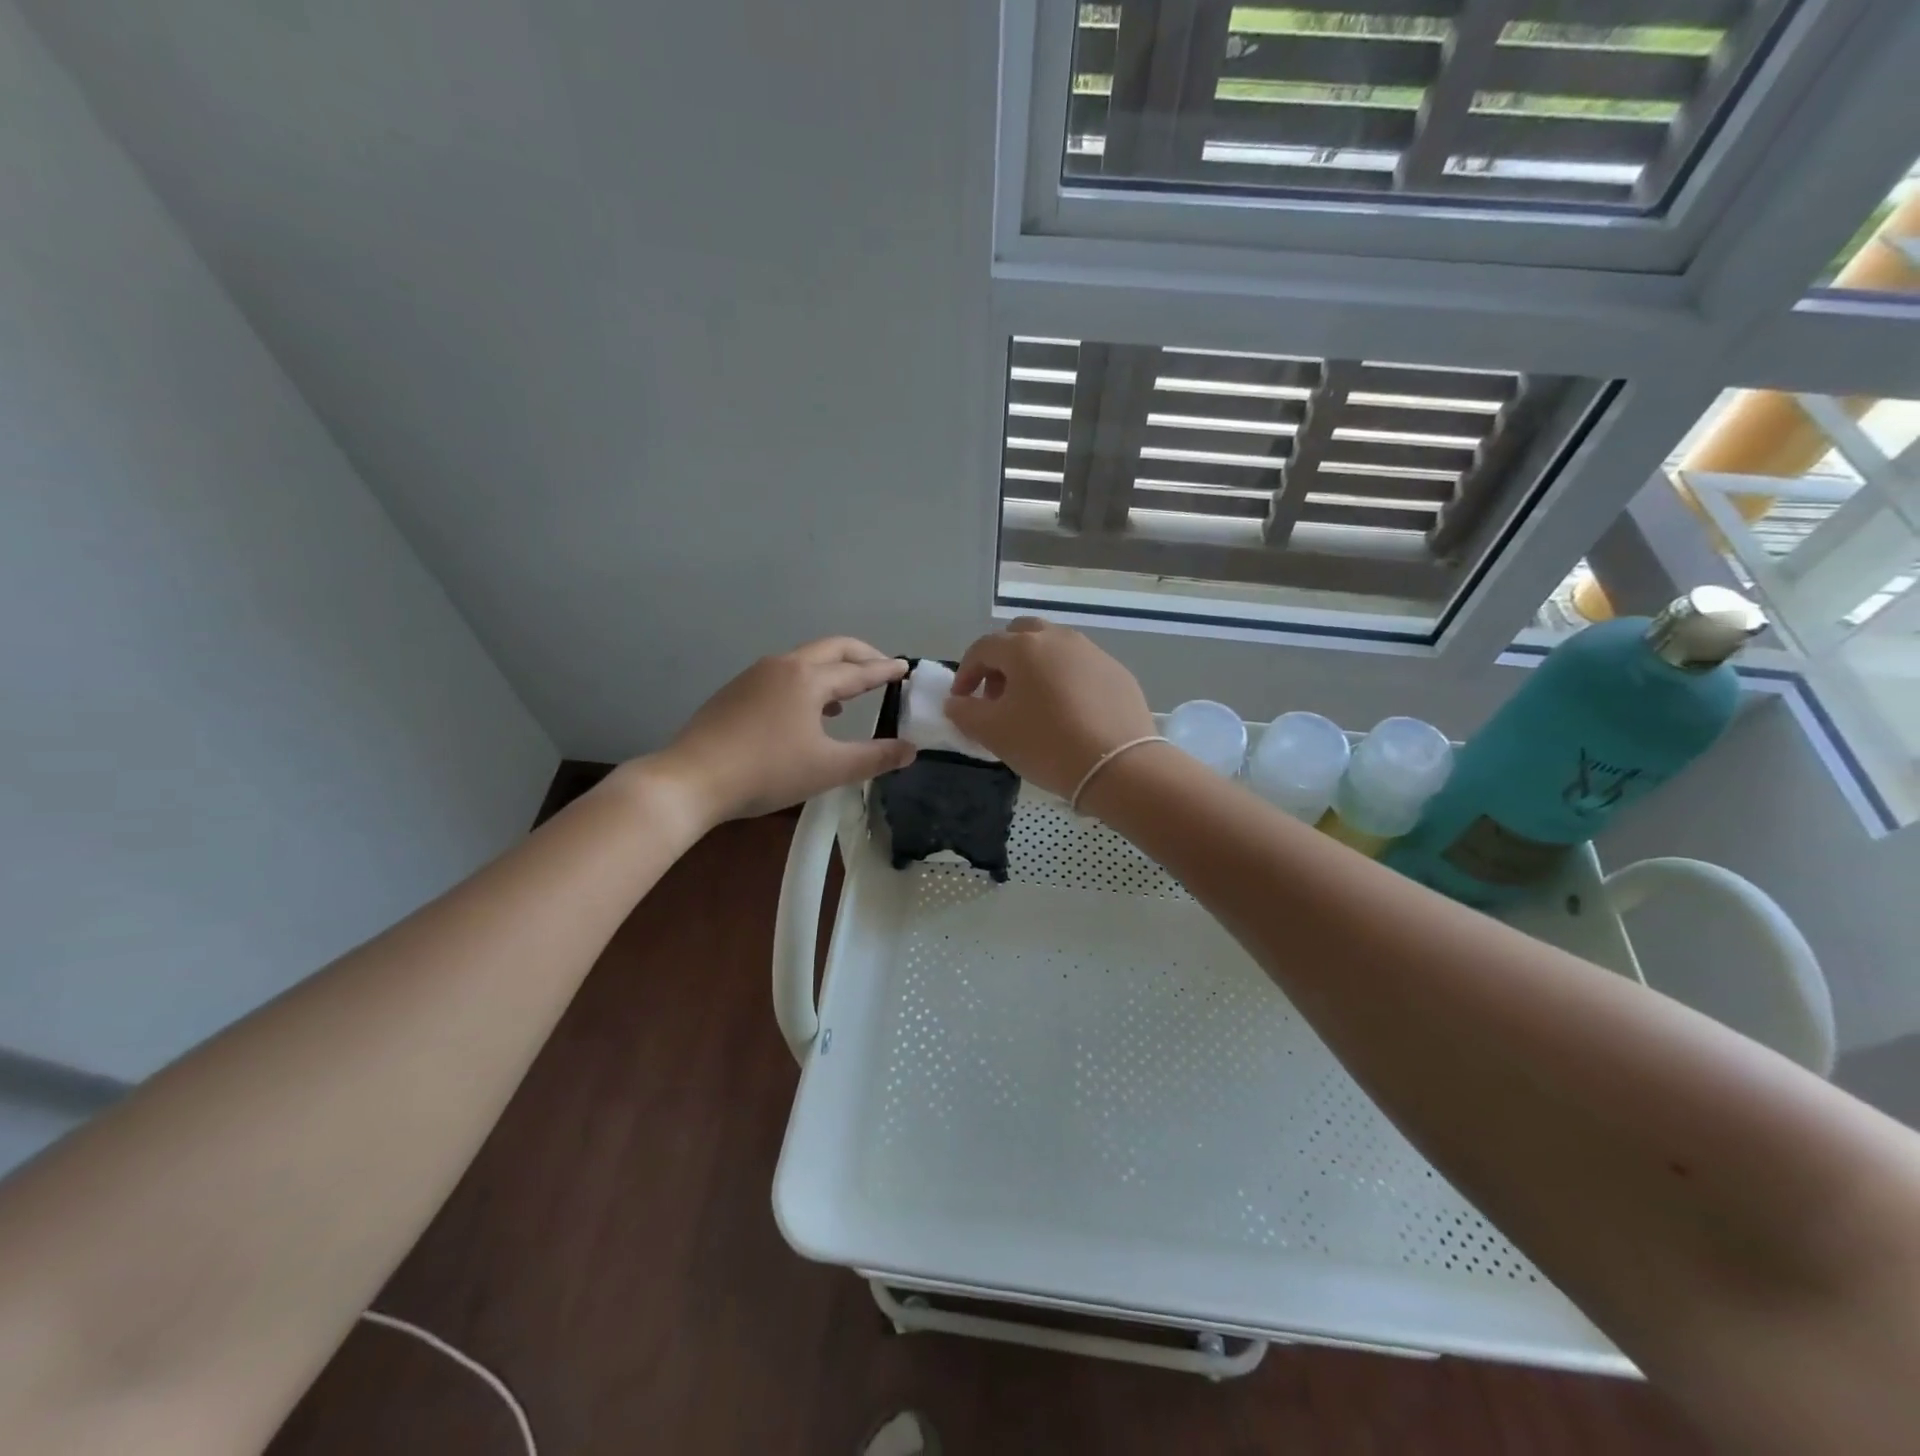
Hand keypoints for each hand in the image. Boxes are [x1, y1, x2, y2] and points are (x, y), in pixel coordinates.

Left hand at [650, 638, 915, 823]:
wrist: (692, 779)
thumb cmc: (767, 771)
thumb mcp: (829, 769)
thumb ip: (874, 757)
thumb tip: (910, 750)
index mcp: (809, 679)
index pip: (858, 670)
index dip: (885, 670)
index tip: (905, 667)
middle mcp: (783, 666)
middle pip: (831, 649)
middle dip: (861, 655)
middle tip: (882, 667)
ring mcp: (754, 676)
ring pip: (803, 661)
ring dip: (831, 670)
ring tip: (847, 695)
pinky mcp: (735, 692)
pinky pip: (782, 676)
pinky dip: (806, 683)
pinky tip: (805, 713)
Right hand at [946, 618, 1154, 797]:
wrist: (1119, 766)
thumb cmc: (1046, 744)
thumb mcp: (993, 733)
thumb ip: (965, 712)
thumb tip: (956, 702)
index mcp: (1024, 647)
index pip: (983, 648)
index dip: (966, 673)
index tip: (962, 701)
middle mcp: (1059, 638)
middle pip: (1020, 636)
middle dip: (1002, 661)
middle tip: (998, 696)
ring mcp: (1092, 652)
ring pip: (1053, 649)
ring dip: (1034, 669)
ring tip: (1032, 705)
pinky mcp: (1117, 672)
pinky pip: (1080, 667)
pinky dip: (1064, 680)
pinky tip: (1067, 713)